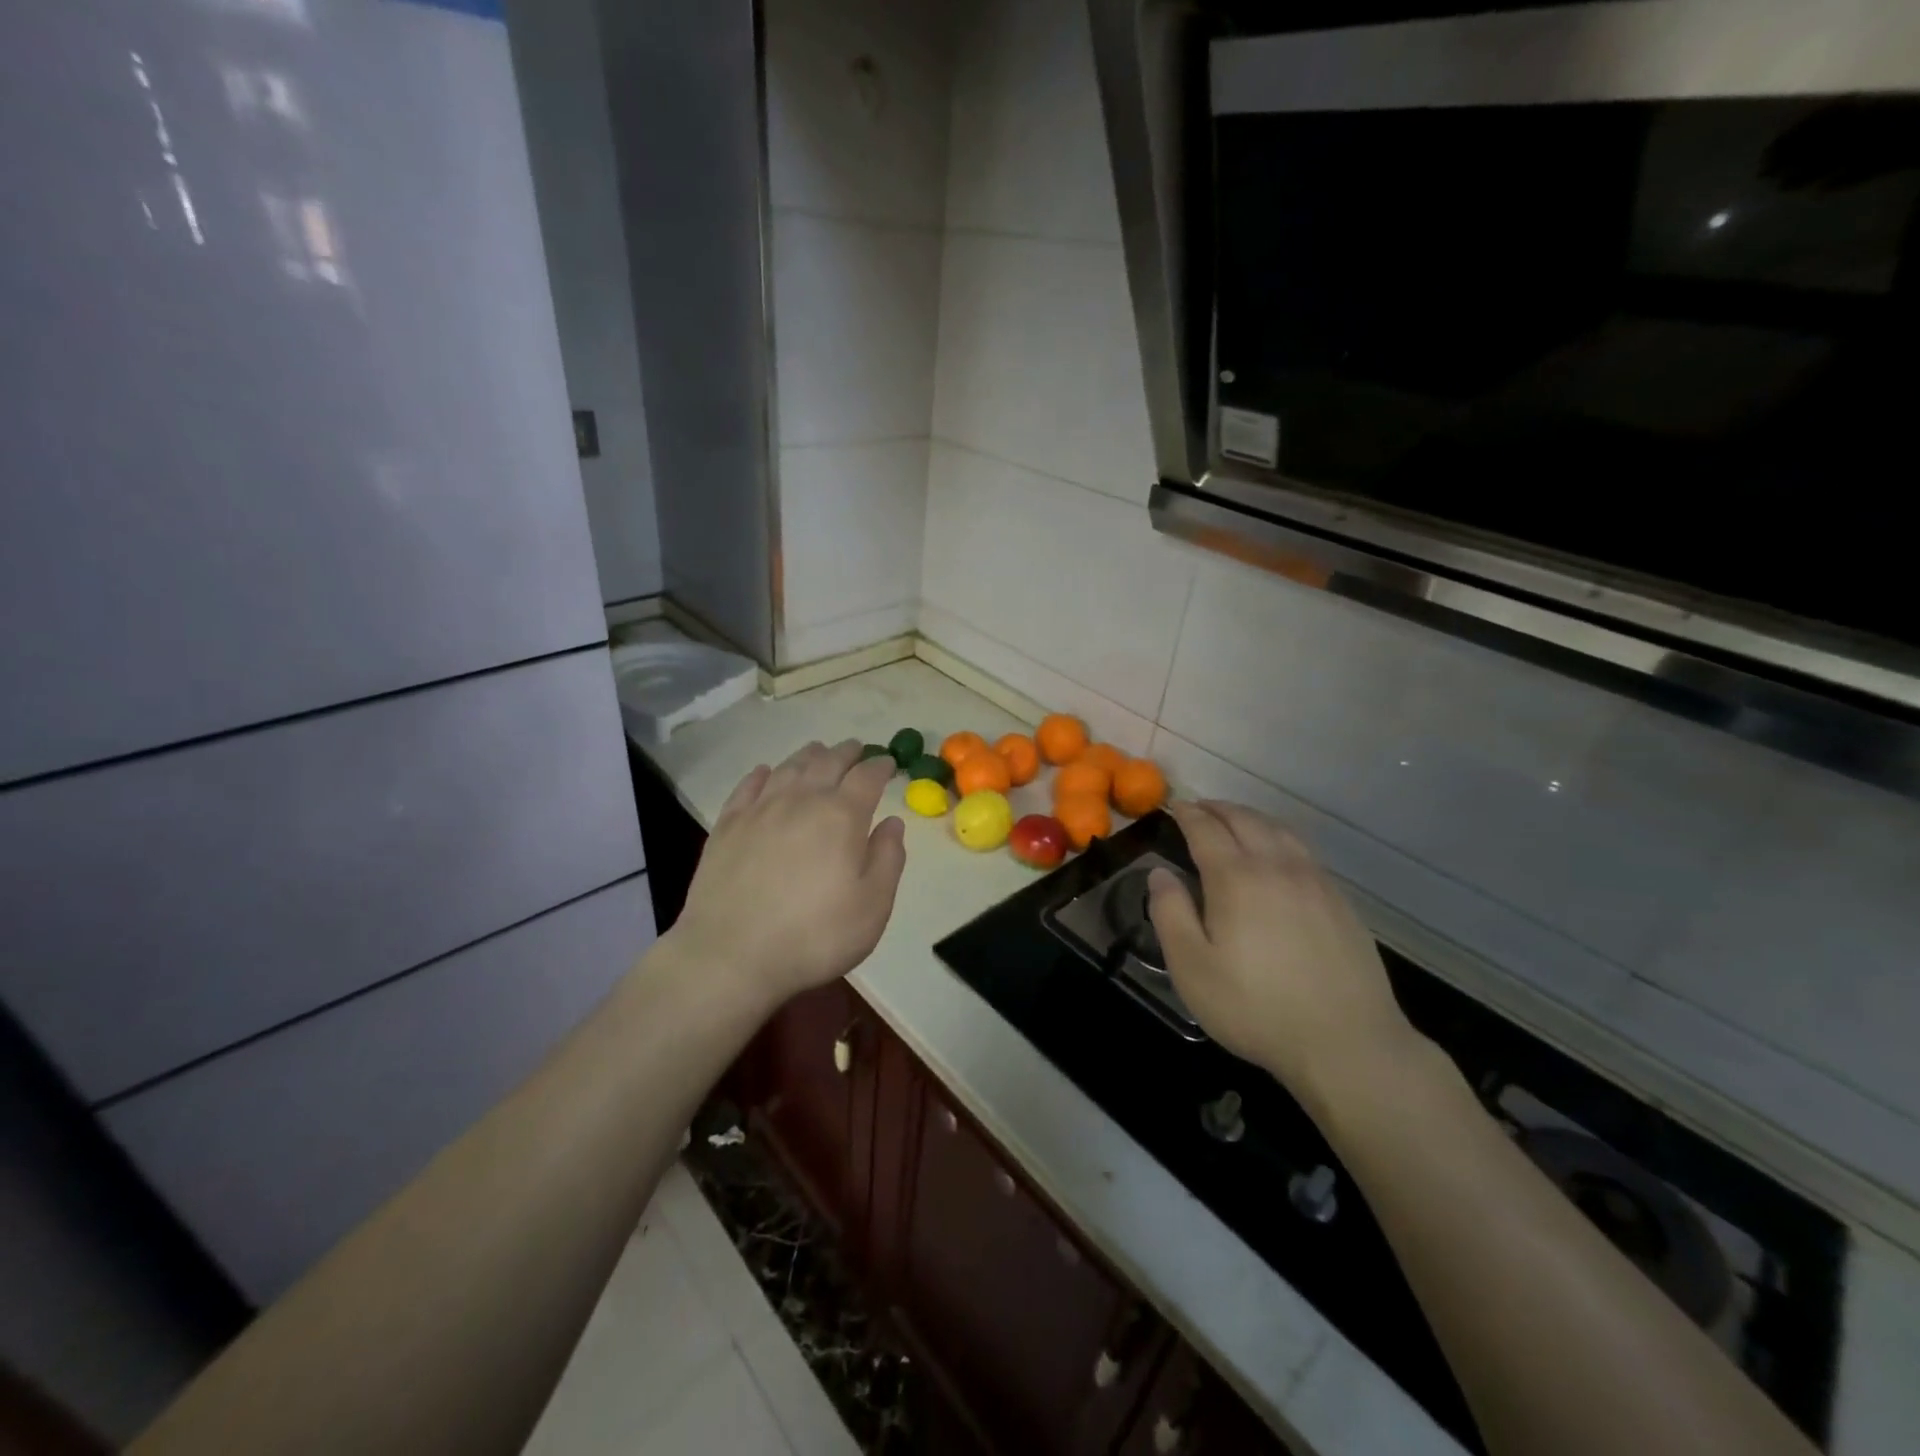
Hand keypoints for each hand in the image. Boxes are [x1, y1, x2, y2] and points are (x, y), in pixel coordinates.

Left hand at [667, 741, 906, 1011]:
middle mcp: (801, 801)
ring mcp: (760, 810)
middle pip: (827, 763)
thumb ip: (888, 859)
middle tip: (857, 748)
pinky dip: (762, 774)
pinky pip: (748, 787)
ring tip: (818, 751)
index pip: (866, 778)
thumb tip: (892, 822)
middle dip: (846, 753)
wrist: (731, 955)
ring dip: (808, 755)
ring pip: (788, 768)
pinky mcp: (727, 826)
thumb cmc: (814, 935)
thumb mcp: (872, 906)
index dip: (880, 767)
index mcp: (841, 816)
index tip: (888, 763)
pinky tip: (765, 772)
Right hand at [1148, 800, 1414, 1107]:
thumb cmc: (1255, 1008)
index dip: (1187, 813)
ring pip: (1279, 830)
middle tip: (1198, 809)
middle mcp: (1277, 866)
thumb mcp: (1192, 968)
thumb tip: (1160, 874)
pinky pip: (1303, 851)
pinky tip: (1276, 856)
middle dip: (1218, 808)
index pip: (1206, 829)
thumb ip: (1170, 914)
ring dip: (1250, 817)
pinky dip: (1279, 837)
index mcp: (1236, 878)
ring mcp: (1315, 881)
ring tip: (1234, 822)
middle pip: (1245, 819)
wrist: (1347, 1043)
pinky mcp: (1339, 901)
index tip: (1172, 806)